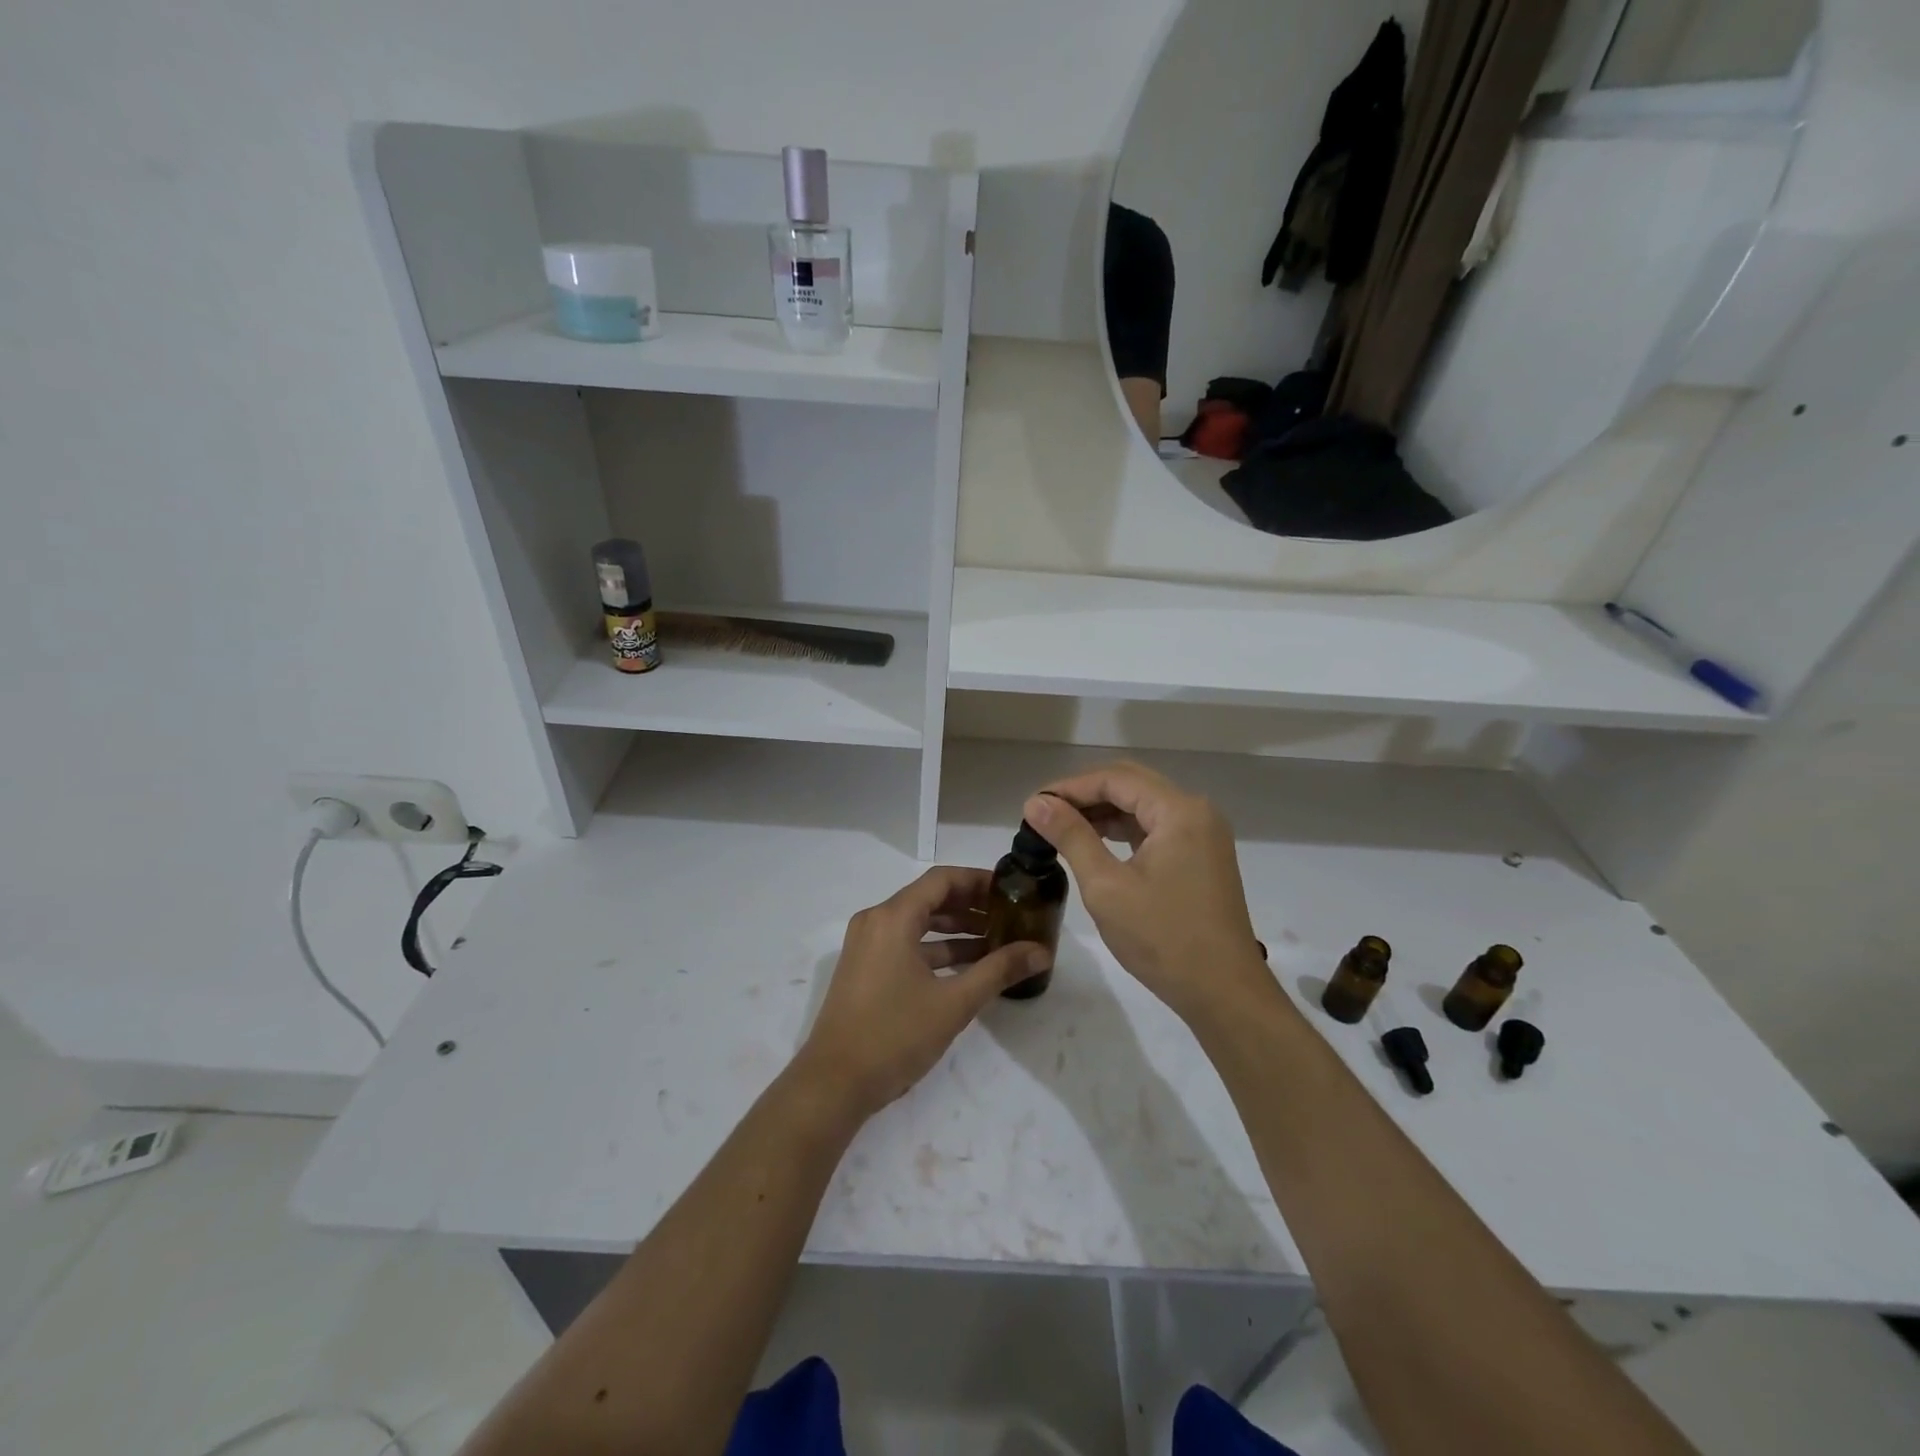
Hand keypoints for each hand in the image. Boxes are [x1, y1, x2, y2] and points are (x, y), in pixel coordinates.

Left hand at [795, 866, 1049, 1117]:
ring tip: (997, 942)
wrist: (833, 1084)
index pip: (942, 880)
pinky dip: (935, 950)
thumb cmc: (894, 1035)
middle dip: (971, 907)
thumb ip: (998, 971)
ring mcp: (867, 945)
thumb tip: (1042, 952)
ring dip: (956, 931)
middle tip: (1010, 917)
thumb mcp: (954, 1003)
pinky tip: (968, 968)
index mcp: (893, 917)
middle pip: (930, 899)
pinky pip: (906, 945)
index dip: (979, 881)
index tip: (1011, 891)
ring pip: (918, 924)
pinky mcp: (865, 969)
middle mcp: (876, 921)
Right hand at [1023, 763, 1273, 1025]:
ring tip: (1061, 827)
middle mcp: (1196, 811)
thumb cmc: (1163, 938)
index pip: (1115, 779)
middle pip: (1132, 784)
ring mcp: (1203, 834)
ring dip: (1103, 812)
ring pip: (1144, 805)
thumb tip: (1036, 803)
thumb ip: (1071, 837)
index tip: (1032, 805)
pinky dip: (1124, 831)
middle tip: (1044, 813)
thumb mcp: (1106, 887)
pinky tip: (1095, 843)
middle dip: (1085, 795)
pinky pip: (1156, 828)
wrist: (1224, 993)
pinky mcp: (1202, 856)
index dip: (1070, 787)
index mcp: (1179, 810)